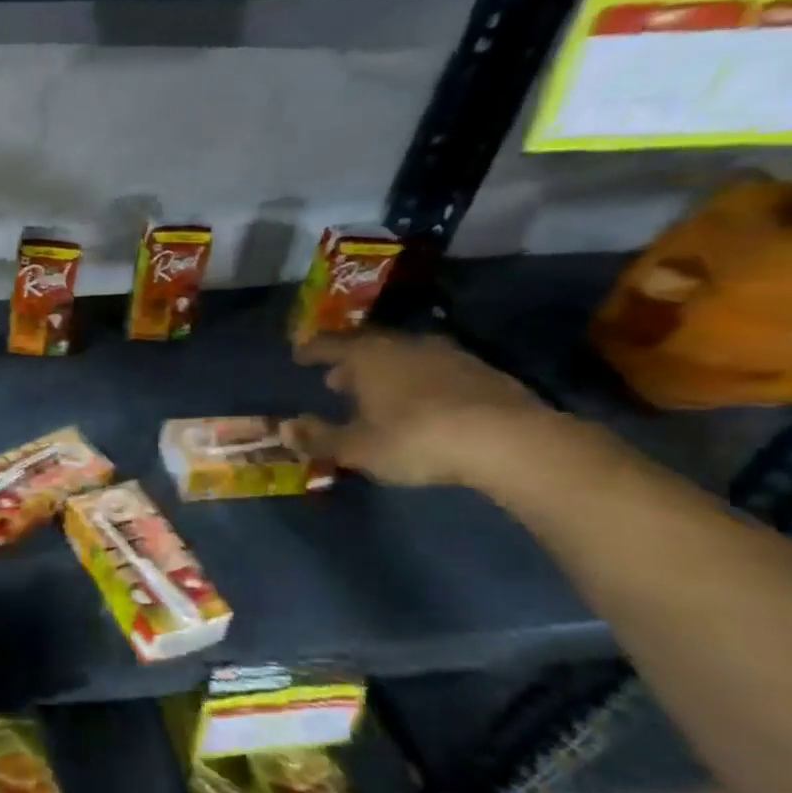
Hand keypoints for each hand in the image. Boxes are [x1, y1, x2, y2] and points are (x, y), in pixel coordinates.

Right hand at [285, 330, 556, 488]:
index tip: (299, 355)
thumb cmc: (415, 439)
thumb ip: (318, 437)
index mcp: (367, 357)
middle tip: (336, 379)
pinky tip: (421, 403)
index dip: (311, 350)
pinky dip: (419, 382)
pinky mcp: (483, 373)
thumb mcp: (356, 448)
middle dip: (349, 362)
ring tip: (378, 392)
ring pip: (404, 357)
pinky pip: (436, 371)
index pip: (328, 344)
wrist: (509, 440)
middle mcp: (404, 346)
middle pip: (368, 347)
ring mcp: (448, 355)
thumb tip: (283, 429)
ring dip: (387, 372)